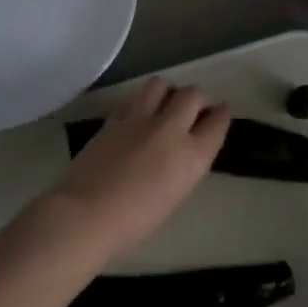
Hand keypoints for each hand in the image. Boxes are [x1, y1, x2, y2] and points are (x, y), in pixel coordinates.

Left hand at [43, 79, 230, 260]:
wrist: (86, 215)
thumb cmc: (135, 222)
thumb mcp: (175, 195)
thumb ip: (184, 166)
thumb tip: (182, 152)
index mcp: (193, 156)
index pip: (217, 122)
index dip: (221, 115)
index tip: (219, 113)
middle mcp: (171, 129)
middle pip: (192, 95)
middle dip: (196, 99)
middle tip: (191, 109)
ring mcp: (140, 120)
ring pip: (161, 84)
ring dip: (167, 91)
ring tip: (163, 104)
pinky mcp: (114, 118)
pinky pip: (133, 99)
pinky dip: (140, 103)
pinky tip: (136, 116)